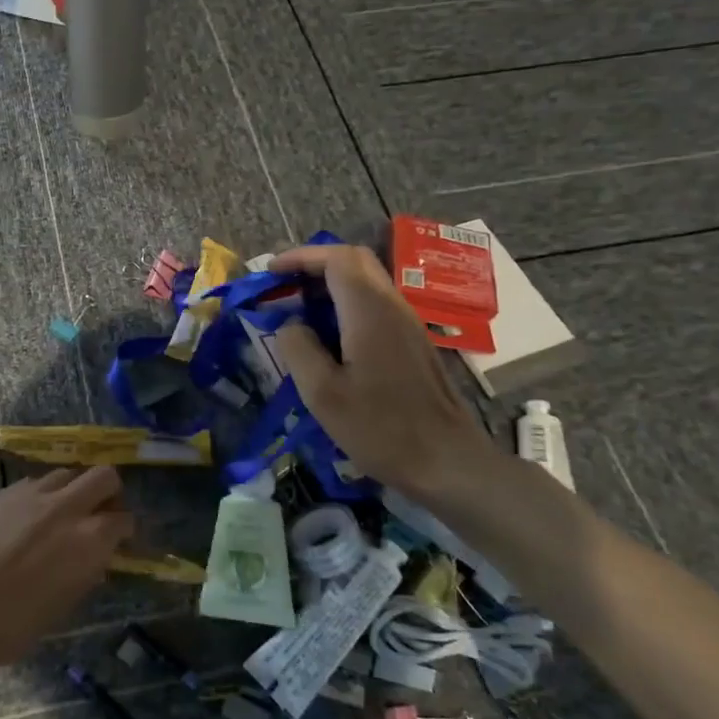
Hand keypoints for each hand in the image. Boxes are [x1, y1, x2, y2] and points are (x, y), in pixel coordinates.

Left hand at [0, 468, 132, 685]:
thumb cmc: (8, 627)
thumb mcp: (61, 608)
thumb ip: (84, 573)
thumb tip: (96, 556)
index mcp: (87, 541)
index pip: (123, 519)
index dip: (125, 529)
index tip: (120, 539)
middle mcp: (65, 508)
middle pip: (103, 476)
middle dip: (109, 492)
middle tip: (99, 512)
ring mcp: (32, 494)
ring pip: (67, 473)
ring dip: (72, 489)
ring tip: (61, 512)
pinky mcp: (3, 492)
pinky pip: (35, 482)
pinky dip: (41, 494)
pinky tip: (28, 516)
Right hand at [270, 242, 498, 503]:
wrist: (447, 461)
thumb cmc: (381, 428)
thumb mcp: (323, 393)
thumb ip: (298, 349)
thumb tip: (290, 325)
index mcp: (368, 311)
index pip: (335, 258)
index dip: (300, 257)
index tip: (270, 272)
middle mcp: (392, 306)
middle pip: (354, 261)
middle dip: (314, 264)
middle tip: (283, 285)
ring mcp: (407, 323)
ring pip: (367, 282)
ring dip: (329, 284)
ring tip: (298, 310)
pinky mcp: (412, 343)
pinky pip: (375, 304)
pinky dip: (345, 304)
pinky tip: (328, 336)